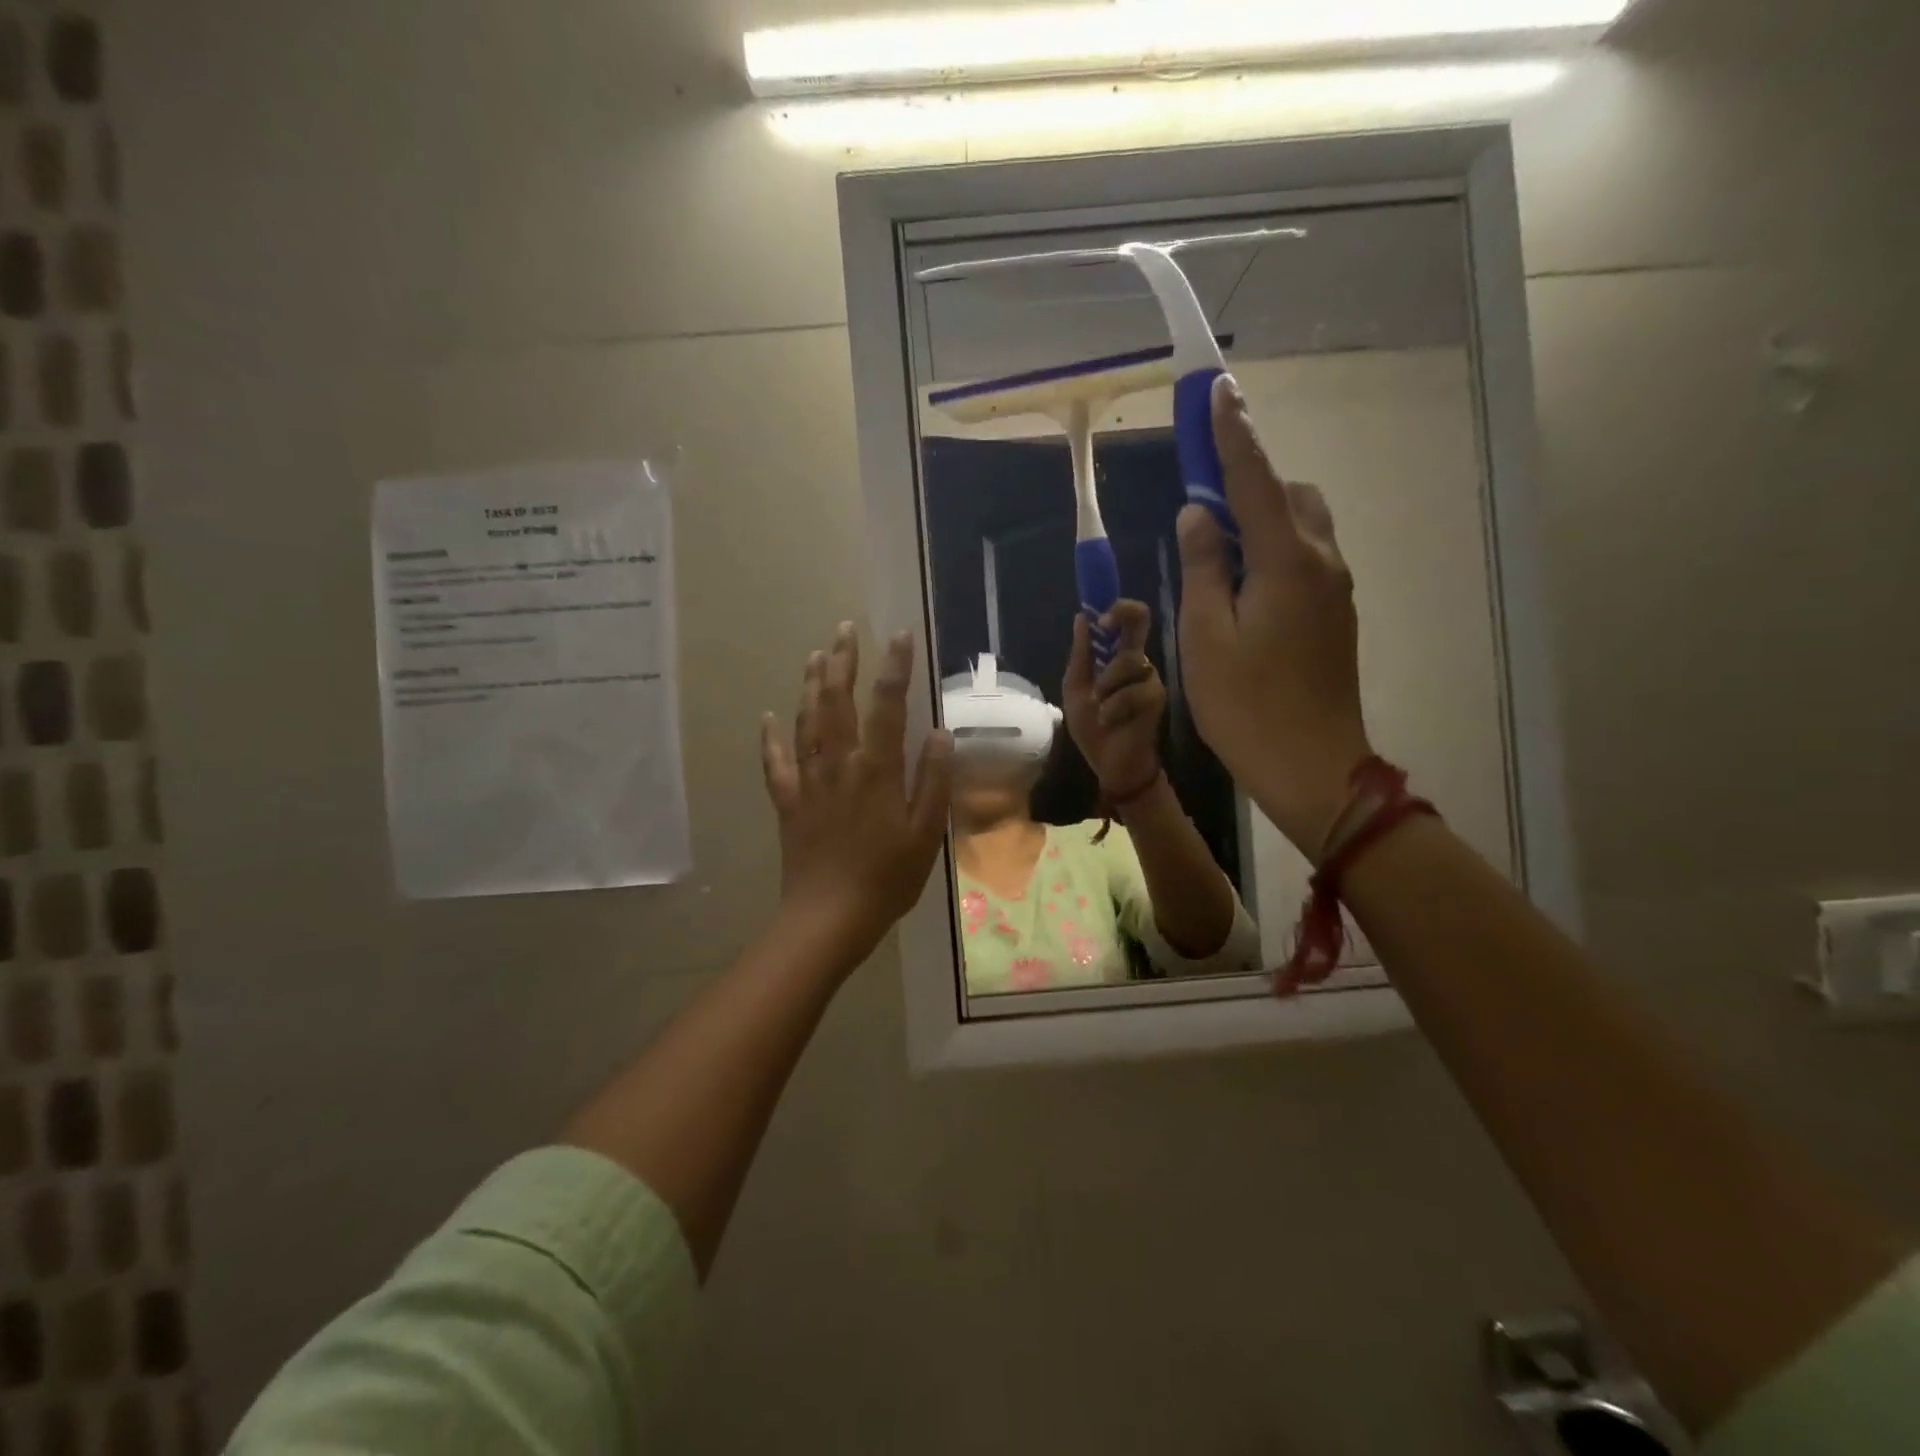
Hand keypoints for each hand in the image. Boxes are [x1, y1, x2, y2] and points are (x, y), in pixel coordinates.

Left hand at [760, 624, 952, 966]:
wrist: (829, 918)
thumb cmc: (886, 878)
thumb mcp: (925, 834)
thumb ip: (933, 781)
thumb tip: (938, 733)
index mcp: (876, 770)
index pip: (887, 706)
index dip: (893, 668)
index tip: (898, 635)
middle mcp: (839, 765)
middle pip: (837, 702)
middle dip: (842, 662)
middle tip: (844, 629)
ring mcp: (809, 782)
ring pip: (806, 723)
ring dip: (811, 686)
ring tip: (816, 655)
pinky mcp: (789, 802)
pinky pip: (776, 763)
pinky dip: (771, 738)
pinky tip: (768, 717)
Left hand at [1063, 599, 1164, 798]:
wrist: (1109, 764)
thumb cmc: (1092, 727)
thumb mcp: (1076, 690)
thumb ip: (1081, 656)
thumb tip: (1081, 617)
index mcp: (1116, 656)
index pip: (1126, 620)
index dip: (1116, 606)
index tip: (1098, 613)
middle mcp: (1137, 661)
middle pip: (1140, 620)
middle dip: (1122, 615)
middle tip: (1105, 625)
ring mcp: (1149, 678)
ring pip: (1129, 661)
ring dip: (1106, 684)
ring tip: (1099, 706)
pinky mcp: (1157, 698)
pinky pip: (1134, 691)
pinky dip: (1114, 708)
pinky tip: (1109, 721)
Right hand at [1176, 375, 1371, 856]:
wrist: (1311, 764)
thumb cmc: (1246, 705)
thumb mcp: (1206, 636)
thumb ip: (1203, 568)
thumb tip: (1198, 517)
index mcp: (1286, 561)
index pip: (1255, 480)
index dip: (1233, 435)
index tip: (1217, 390)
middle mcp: (1321, 561)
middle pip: (1288, 496)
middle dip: (1247, 484)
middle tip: (1200, 514)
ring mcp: (1334, 588)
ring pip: (1300, 526)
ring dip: (1260, 520)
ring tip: (1215, 556)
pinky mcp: (1334, 612)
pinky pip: (1304, 557)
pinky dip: (1272, 549)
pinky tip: (1240, 587)